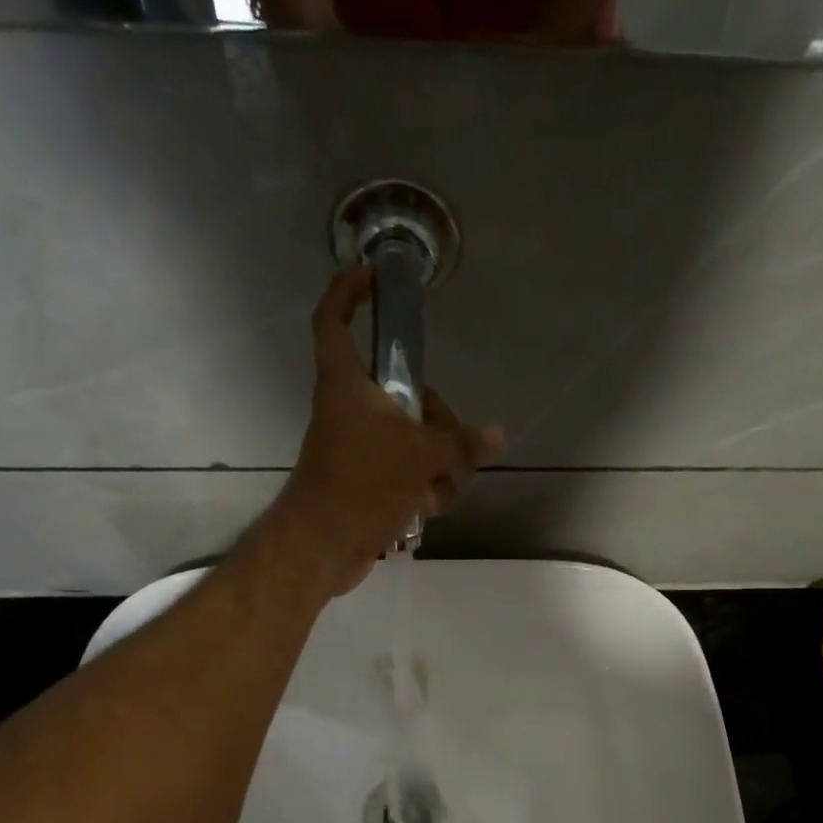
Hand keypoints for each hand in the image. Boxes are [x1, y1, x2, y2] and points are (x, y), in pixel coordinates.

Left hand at [262, 268, 503, 594]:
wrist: (325, 547)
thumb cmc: (361, 485)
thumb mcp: (420, 456)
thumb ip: (461, 443)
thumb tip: (497, 436)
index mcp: (347, 384)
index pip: (334, 320)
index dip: (348, 291)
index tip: (374, 276)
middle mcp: (352, 410)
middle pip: (404, 393)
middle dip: (437, 419)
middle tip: (453, 443)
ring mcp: (361, 449)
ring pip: (413, 439)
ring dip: (437, 465)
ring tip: (439, 489)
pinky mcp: (369, 483)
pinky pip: (408, 473)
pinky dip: (423, 488)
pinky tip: (429, 508)